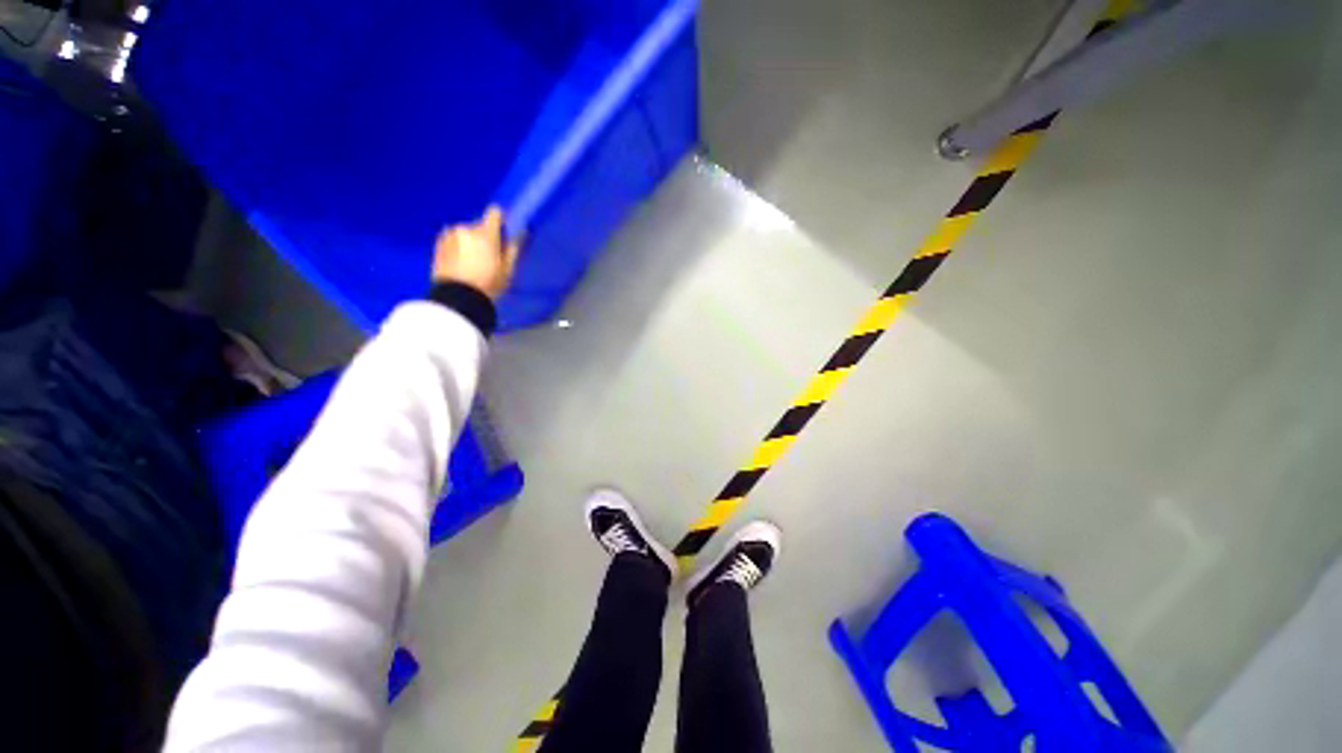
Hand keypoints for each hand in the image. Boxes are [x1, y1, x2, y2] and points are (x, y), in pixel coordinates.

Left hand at [432, 206, 520, 300]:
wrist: (457, 298)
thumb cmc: (488, 285)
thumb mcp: (508, 270)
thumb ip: (513, 249)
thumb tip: (520, 233)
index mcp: (485, 234)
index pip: (494, 213)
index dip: (500, 220)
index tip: (503, 231)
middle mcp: (465, 229)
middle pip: (479, 225)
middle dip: (485, 236)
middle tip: (489, 255)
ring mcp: (449, 236)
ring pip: (465, 233)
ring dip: (470, 242)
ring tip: (473, 261)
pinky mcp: (437, 245)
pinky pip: (453, 240)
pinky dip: (458, 247)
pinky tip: (461, 263)